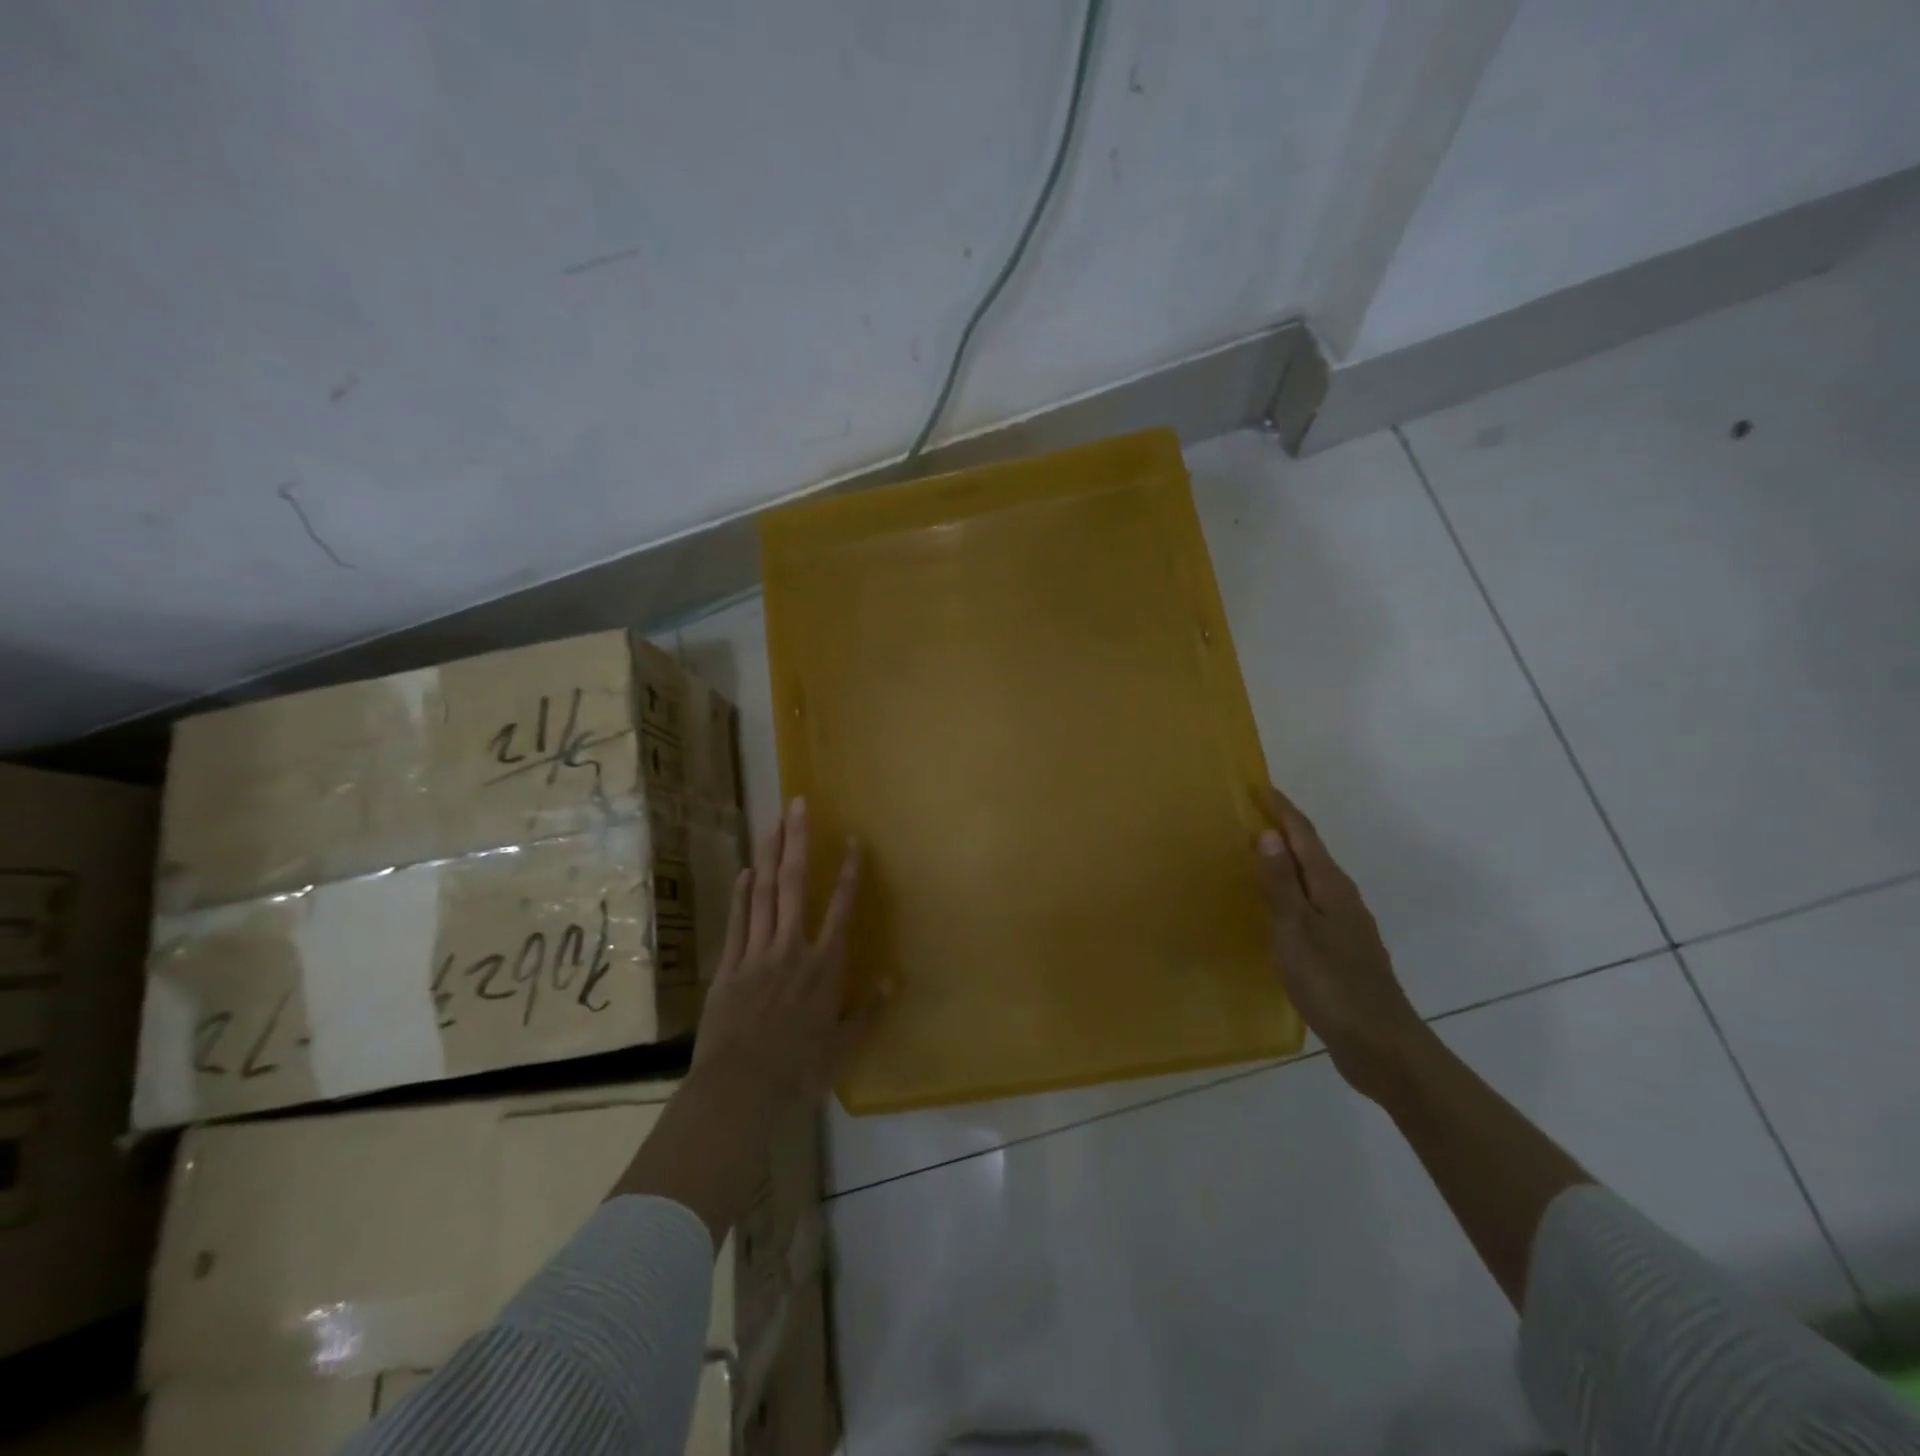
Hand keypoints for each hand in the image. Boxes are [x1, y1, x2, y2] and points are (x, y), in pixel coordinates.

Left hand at [692, 797, 884, 1109]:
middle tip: (798, 805)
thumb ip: (869, 1011)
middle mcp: (791, 949)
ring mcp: (756, 954)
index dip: (849, 873)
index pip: (841, 909)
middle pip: (795, 885)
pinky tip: (747, 871)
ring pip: (764, 894)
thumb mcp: (843, 1049)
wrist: (737, 1091)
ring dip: (770, 855)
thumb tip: (894, 979)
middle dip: (798, 841)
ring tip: (773, 822)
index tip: (853, 841)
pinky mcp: (729, 967)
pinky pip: (738, 921)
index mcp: (824, 967)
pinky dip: (742, 894)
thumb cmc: (797, 1072)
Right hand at [1256, 785, 1426, 1101]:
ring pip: (1312, 880)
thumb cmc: (1331, 982)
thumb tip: (1268, 833)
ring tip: (1254, 855)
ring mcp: (1346, 926)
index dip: (1282, 810)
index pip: (1305, 836)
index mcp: (1332, 888)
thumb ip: (1281, 883)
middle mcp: (1343, 899)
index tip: (1258, 786)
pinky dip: (1291, 892)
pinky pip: (1311, 906)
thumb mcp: (1296, 930)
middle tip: (1247, 815)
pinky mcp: (1342, 951)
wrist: (1380, 1044)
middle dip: (1282, 831)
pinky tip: (1275, 908)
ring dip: (1286, 862)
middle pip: (1311, 853)